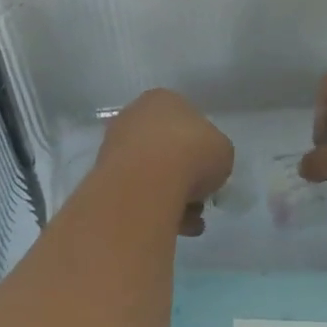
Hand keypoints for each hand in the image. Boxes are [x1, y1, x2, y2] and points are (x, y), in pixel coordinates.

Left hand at [97, 89, 233, 234]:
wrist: (147, 180)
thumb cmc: (192, 152)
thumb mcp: (223, 151)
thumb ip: (215, 155)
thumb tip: (206, 170)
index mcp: (163, 100)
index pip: (186, 121)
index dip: (201, 148)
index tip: (210, 171)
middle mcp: (135, 116)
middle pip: (166, 148)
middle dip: (184, 176)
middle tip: (200, 200)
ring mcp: (115, 145)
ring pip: (150, 173)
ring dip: (172, 197)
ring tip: (191, 222)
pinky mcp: (103, 176)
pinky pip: (136, 192)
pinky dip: (154, 208)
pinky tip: (174, 227)